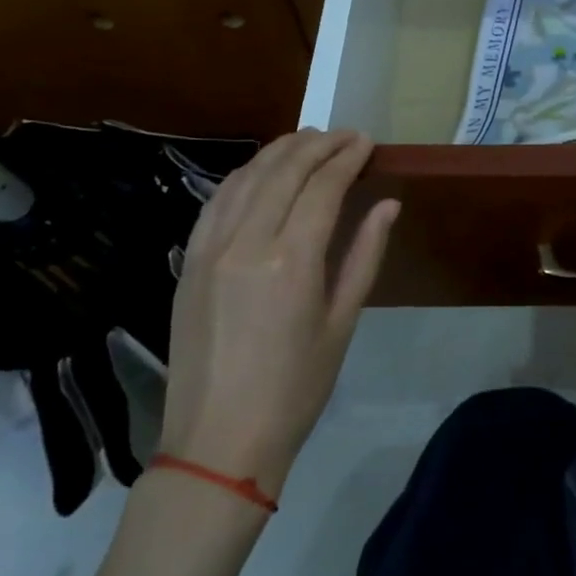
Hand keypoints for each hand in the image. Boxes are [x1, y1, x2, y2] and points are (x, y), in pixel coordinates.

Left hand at [159, 129, 397, 495]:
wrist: (219, 440)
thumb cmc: (296, 388)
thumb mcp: (342, 322)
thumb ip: (364, 255)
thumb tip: (388, 204)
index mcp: (291, 261)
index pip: (322, 187)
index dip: (346, 158)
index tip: (367, 142)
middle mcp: (246, 243)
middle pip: (283, 172)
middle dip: (317, 144)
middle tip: (344, 135)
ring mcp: (209, 250)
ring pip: (245, 179)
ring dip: (278, 152)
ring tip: (307, 141)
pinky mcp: (188, 263)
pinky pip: (215, 202)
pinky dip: (242, 176)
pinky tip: (260, 171)